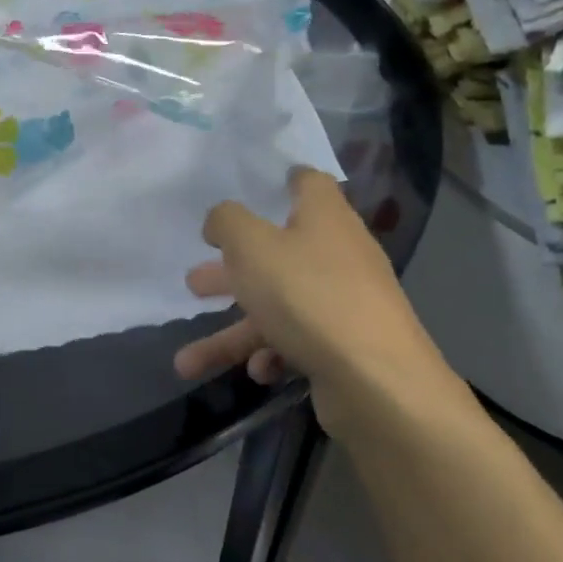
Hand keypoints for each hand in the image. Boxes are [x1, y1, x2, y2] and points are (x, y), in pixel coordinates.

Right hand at [172, 167, 447, 438]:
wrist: (375, 381)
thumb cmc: (308, 297)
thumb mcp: (252, 247)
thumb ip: (227, 223)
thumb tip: (219, 219)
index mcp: (324, 218)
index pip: (308, 183)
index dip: (281, 181)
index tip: (252, 188)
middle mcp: (336, 255)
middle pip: (278, 253)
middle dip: (232, 271)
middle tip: (195, 282)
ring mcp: (341, 304)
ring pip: (275, 308)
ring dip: (232, 333)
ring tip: (187, 360)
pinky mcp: (341, 346)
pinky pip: (294, 342)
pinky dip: (269, 354)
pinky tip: (257, 371)